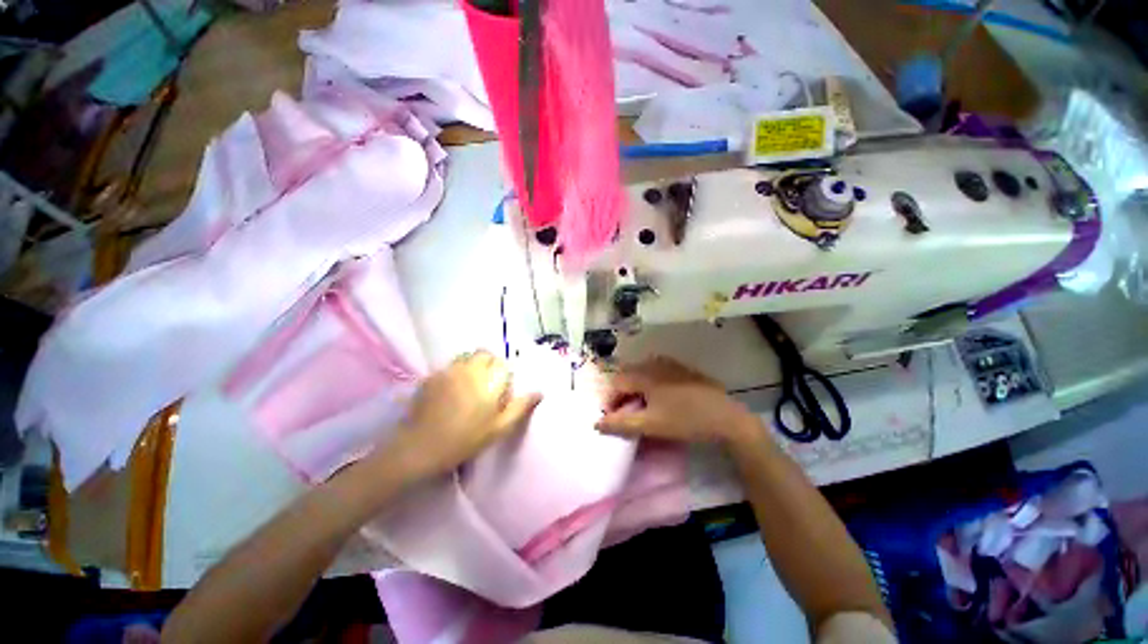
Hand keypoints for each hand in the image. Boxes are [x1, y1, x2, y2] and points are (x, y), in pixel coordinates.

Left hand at [385, 351, 541, 478]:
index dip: (503, 374)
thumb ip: (520, 407)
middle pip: (484, 354)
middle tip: (486, 385)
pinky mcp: (432, 376)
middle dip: (489, 364)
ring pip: (466, 358)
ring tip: (468, 386)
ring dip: (472, 366)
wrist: (420, 448)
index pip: (502, 364)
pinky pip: (449, 367)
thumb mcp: (499, 428)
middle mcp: (470, 369)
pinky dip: (455, 373)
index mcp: (489, 381)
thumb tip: (539, 392)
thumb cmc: (466, 440)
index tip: (500, 390)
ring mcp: (448, 371)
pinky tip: (450, 392)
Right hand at [595, 357, 760, 446]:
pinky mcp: (682, 369)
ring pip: (642, 375)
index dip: (610, 401)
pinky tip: (660, 401)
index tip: (612, 419)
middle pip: (628, 377)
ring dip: (636, 391)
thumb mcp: (650, 425)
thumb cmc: (685, 420)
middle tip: (626, 415)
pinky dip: (650, 386)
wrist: (727, 417)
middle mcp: (653, 363)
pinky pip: (657, 374)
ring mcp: (669, 364)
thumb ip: (621, 424)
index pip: (615, 384)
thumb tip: (596, 423)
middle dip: (623, 396)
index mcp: (644, 374)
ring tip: (642, 410)